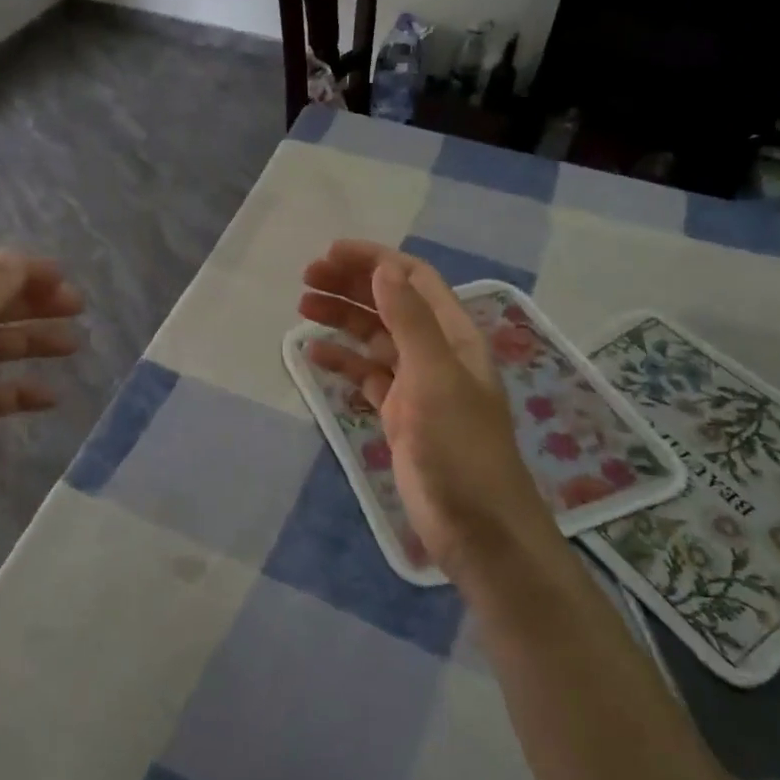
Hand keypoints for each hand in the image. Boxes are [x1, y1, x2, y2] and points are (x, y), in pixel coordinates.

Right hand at [299, 241, 549, 574]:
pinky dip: (342, 361)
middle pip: (390, 302)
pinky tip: (314, 355)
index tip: (329, 254)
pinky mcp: (400, 413)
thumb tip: (384, 267)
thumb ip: (410, 320)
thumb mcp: (435, 376)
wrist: (476, 526)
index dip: (374, 260)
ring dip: (341, 318)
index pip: (412, 279)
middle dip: (351, 285)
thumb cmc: (460, 446)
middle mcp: (435, 351)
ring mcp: (416, 383)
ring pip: (374, 337)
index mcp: (453, 334)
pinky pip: (366, 375)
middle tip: (306, 279)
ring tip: (302, 307)